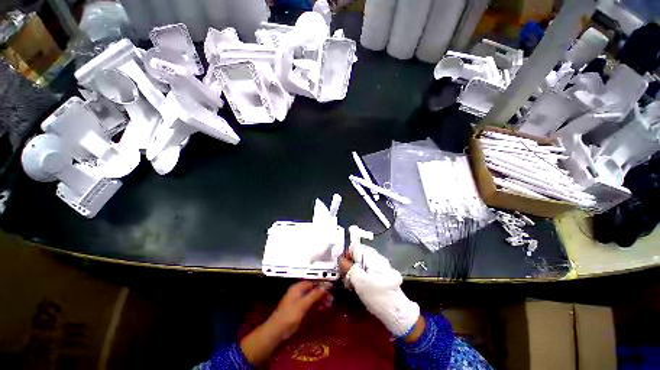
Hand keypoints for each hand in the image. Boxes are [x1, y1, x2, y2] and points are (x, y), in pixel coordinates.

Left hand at [268, 281, 331, 339]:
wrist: (277, 330)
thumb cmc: (289, 315)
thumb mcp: (303, 304)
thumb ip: (314, 295)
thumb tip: (324, 287)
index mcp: (297, 288)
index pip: (312, 283)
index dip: (321, 285)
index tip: (330, 289)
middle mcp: (298, 292)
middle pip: (313, 290)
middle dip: (322, 294)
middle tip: (331, 298)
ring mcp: (298, 301)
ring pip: (312, 298)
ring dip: (320, 300)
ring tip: (330, 304)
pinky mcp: (298, 310)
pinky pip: (310, 304)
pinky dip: (316, 306)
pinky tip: (323, 308)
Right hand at [339, 245, 420, 338]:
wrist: (396, 312)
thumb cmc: (376, 294)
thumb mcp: (358, 280)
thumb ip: (347, 266)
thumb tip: (339, 257)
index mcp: (371, 255)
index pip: (354, 246)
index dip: (346, 255)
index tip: (342, 267)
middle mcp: (377, 257)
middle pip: (358, 255)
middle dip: (349, 265)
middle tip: (346, 279)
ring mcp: (381, 266)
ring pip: (362, 264)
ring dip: (354, 273)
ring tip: (351, 286)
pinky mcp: (383, 275)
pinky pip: (368, 271)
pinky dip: (362, 277)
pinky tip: (359, 288)